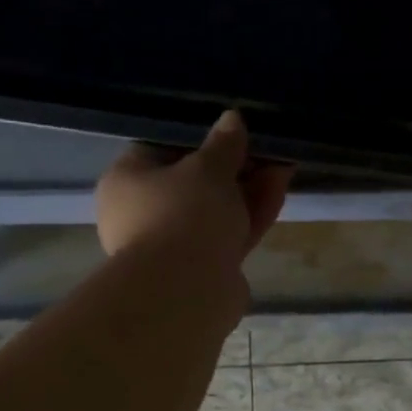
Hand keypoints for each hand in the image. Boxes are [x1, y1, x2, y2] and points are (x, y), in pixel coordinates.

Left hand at [96, 110, 292, 271]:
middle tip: (266, 147)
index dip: (199, 138)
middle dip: (235, 166)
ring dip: (249, 188)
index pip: (160, 150)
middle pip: (194, 182)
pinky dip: (252, 214)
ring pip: (216, 210)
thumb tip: (232, 119)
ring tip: (284, 163)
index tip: (231, 131)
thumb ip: (224, 144)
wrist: (186, 291)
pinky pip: (229, 233)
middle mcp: (144, 214)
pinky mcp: (203, 269)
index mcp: (127, 182)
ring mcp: (175, 245)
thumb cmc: (183, 213)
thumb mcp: (208, 168)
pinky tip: (280, 189)